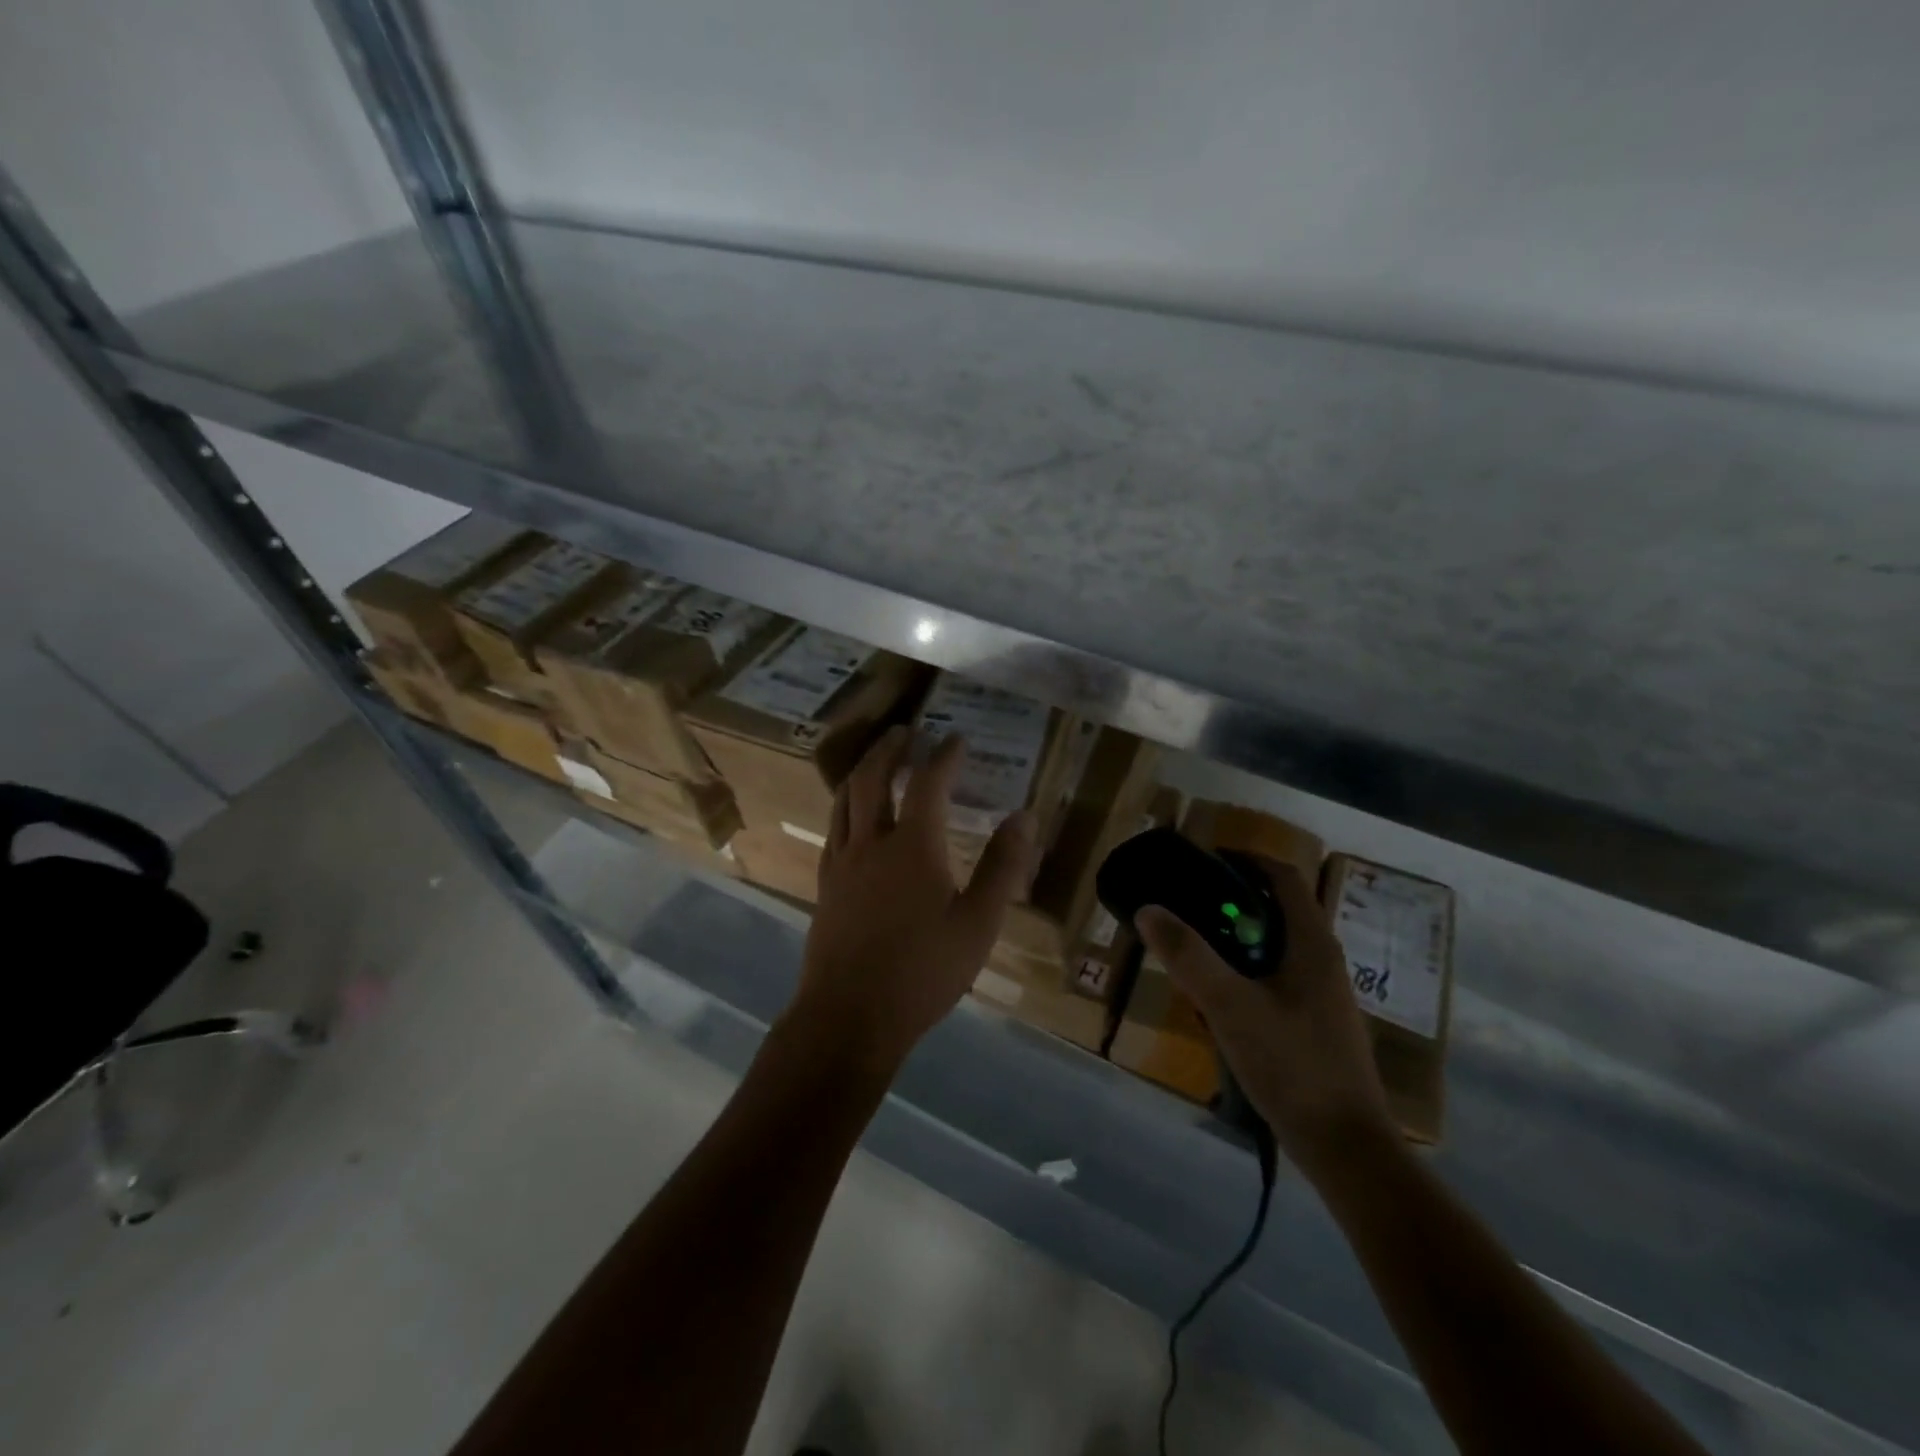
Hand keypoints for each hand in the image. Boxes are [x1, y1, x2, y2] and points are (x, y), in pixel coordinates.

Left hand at [786, 725, 1040, 1079]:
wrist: (850, 1016)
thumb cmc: (923, 971)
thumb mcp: (978, 923)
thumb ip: (1002, 867)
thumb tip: (1024, 817)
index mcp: (913, 846)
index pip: (928, 783)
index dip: (944, 756)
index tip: (957, 738)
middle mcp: (871, 842)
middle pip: (873, 778)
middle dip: (890, 749)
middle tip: (906, 731)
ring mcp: (842, 862)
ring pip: (844, 799)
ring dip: (862, 770)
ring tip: (876, 759)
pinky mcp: (825, 885)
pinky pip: (833, 828)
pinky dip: (845, 805)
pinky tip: (851, 817)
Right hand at [1135, 859, 1394, 1176]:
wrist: (1346, 1148)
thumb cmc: (1292, 1065)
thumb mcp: (1230, 1006)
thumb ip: (1189, 955)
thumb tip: (1149, 908)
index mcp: (1312, 944)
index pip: (1283, 877)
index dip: (1245, 859)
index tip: (1202, 861)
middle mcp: (1323, 960)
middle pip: (1278, 909)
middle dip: (1231, 901)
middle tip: (1185, 907)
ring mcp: (1323, 995)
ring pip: (1275, 947)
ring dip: (1236, 939)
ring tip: (1193, 950)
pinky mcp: (1316, 1024)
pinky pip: (1276, 978)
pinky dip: (1245, 972)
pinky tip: (1218, 1000)